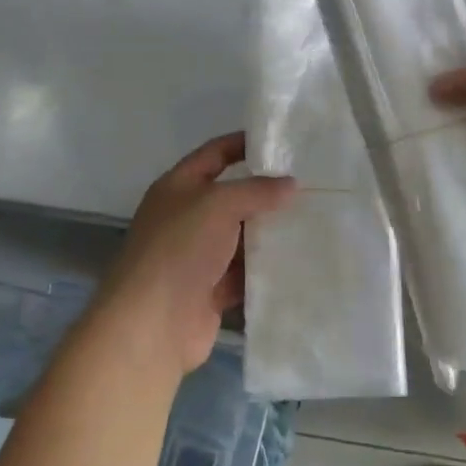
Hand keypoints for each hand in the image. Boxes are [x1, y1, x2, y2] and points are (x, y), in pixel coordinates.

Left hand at [95, 132, 294, 376]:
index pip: (214, 154)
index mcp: (178, 188)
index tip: (280, 142)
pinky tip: (298, 261)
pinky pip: (244, 274)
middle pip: (231, 197)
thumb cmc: (180, 248)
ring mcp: (198, 256)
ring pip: (241, 238)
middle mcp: (186, 218)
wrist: (152, 323)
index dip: (243, 144)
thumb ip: (256, 190)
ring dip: (270, 233)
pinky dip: (265, 269)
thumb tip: (291, 184)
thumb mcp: (218, 204)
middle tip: (310, 185)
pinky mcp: (211, 290)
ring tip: (314, 220)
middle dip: (266, 192)